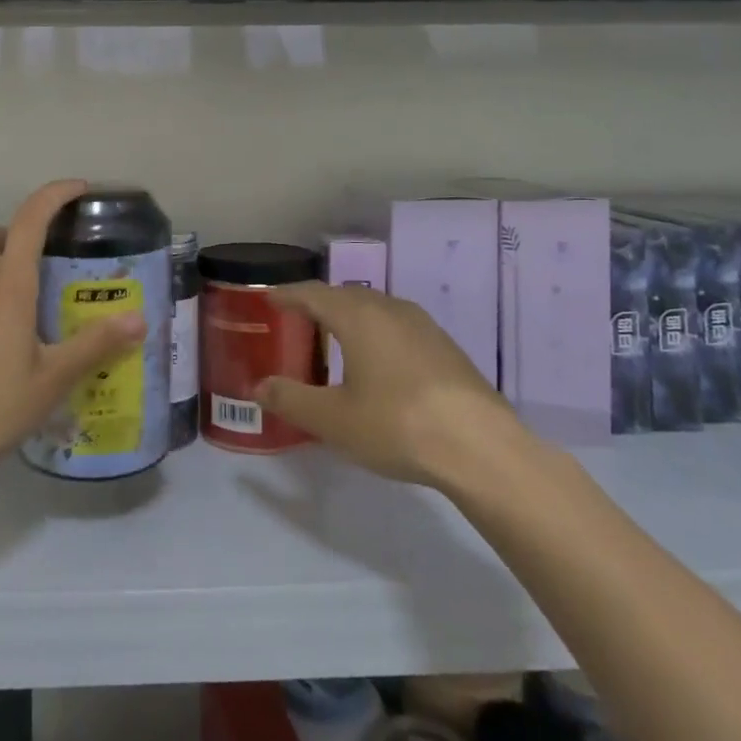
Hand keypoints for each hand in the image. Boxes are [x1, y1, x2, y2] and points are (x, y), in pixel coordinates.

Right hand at [258, 284, 524, 491]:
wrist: (481, 447)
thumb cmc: (397, 425)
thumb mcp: (333, 420)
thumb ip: (292, 400)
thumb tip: (259, 386)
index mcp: (358, 317)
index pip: (313, 293)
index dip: (287, 294)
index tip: (268, 298)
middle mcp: (390, 309)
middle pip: (345, 296)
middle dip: (318, 303)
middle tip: (296, 319)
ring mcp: (423, 326)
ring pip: (375, 309)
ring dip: (350, 317)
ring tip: (334, 338)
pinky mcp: (445, 347)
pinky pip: (397, 326)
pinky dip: (375, 332)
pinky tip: (377, 361)